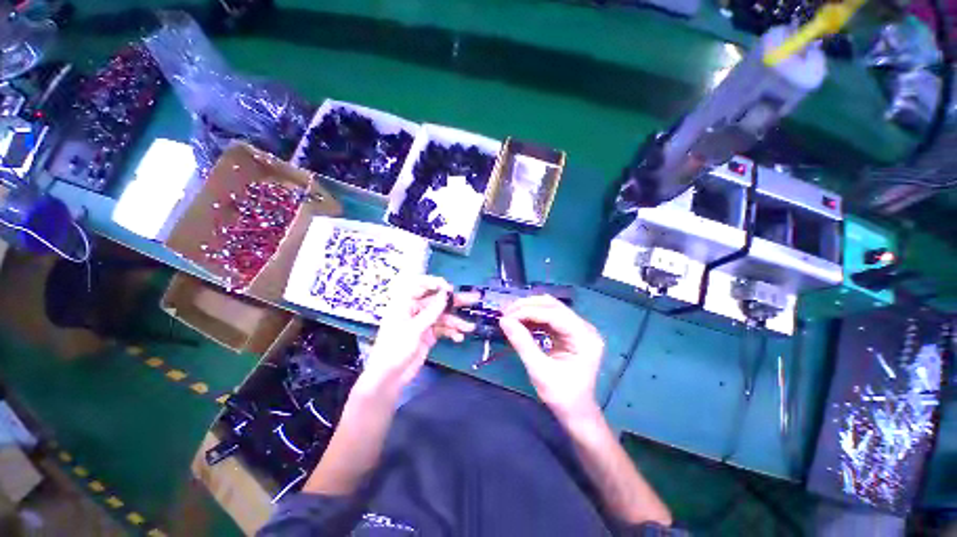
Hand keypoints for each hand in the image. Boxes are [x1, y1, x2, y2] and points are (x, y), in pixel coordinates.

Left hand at [360, 276, 476, 394]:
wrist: (389, 377)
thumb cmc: (395, 349)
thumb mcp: (414, 329)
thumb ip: (432, 311)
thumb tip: (446, 294)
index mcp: (405, 303)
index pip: (420, 285)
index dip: (436, 284)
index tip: (450, 289)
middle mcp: (415, 310)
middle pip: (437, 301)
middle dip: (455, 301)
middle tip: (474, 299)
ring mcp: (423, 323)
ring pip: (443, 316)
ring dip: (456, 322)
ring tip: (470, 327)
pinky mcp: (428, 335)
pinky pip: (443, 329)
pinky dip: (451, 332)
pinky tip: (459, 338)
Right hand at [499, 295, 604, 420]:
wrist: (576, 412)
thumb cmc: (561, 396)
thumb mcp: (539, 371)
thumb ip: (522, 343)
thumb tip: (504, 320)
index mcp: (585, 338)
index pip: (555, 314)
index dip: (529, 311)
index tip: (507, 315)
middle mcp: (585, 328)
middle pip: (554, 306)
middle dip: (528, 306)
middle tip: (506, 312)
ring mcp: (578, 328)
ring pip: (550, 308)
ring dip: (529, 309)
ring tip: (509, 314)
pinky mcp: (569, 332)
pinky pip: (549, 317)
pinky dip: (533, 317)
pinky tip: (519, 321)